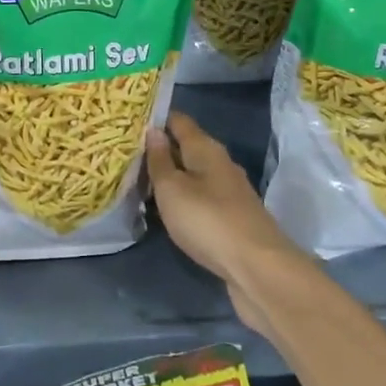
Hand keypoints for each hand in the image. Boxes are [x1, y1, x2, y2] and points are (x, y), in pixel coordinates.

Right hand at [146, 114, 303, 332]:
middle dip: (161, 148)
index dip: (157, 118)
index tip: (132, 120)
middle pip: (187, 147)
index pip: (180, 121)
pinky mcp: (232, 218)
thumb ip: (160, 161)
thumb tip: (153, 130)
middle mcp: (221, 165)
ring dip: (172, 176)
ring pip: (194, 174)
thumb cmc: (208, 221)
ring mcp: (230, 193)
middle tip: (128, 152)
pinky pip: (201, 197)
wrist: (257, 267)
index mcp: (206, 150)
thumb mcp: (173, 189)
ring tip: (141, 180)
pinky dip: (183, 198)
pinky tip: (168, 208)